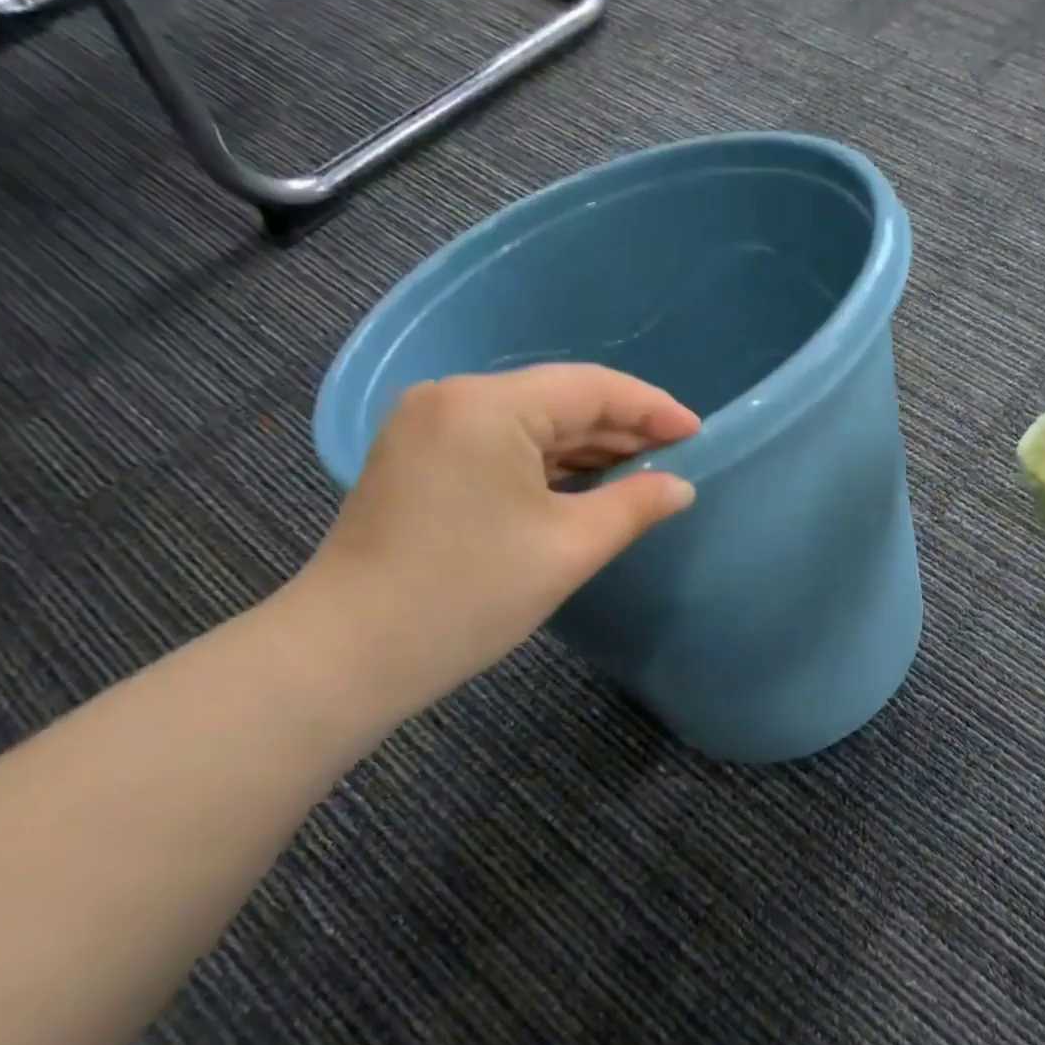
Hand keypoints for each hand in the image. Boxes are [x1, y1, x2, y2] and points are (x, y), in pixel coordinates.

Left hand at [288, 365, 698, 720]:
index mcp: (487, 406)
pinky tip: (584, 483)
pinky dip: (546, 463)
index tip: (698, 433)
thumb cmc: (467, 596)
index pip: (591, 388)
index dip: (652, 408)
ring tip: (641, 472)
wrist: (346, 656)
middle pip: (559, 400)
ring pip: (529, 423)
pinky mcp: (418, 457)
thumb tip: (681, 486)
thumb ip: (634, 506)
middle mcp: (453, 398)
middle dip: (621, 428)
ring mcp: (428, 426)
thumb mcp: (568, 548)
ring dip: (585, 447)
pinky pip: (500, 444)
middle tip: (676, 456)